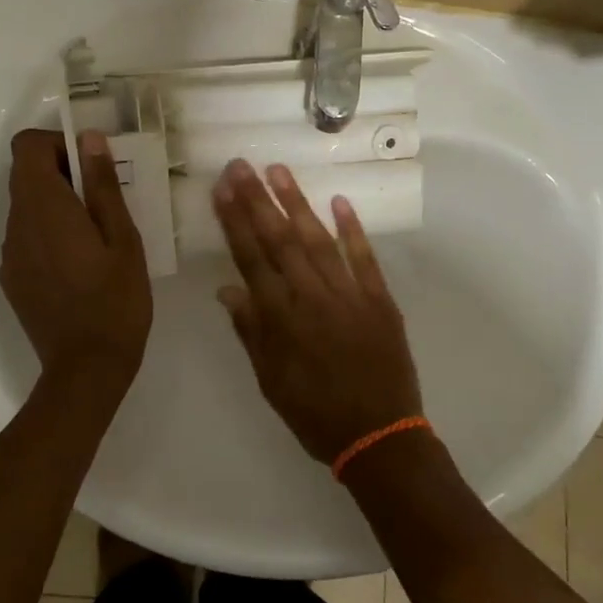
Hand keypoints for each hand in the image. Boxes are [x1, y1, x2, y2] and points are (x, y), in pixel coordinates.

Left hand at [0, 128, 151, 396]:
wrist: (86, 368)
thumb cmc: (116, 300)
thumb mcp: (122, 238)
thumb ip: (102, 185)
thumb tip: (90, 139)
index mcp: (44, 207)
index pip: (27, 147)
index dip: (58, 143)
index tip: (92, 165)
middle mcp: (16, 224)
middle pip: (25, 175)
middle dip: (62, 173)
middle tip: (104, 200)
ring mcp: (9, 253)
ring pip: (26, 207)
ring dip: (56, 204)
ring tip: (96, 234)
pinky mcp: (11, 277)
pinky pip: (26, 237)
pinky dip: (48, 232)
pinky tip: (79, 264)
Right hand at [212, 160, 421, 463]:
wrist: (380, 436)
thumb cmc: (316, 414)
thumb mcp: (271, 382)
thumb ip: (251, 332)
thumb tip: (227, 289)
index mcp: (282, 320)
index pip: (252, 260)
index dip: (235, 222)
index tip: (223, 190)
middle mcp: (313, 299)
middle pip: (280, 241)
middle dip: (258, 201)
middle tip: (241, 166)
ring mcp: (349, 295)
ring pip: (318, 241)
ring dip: (297, 204)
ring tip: (278, 171)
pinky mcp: (380, 300)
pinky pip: (364, 259)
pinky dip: (353, 230)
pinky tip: (340, 202)